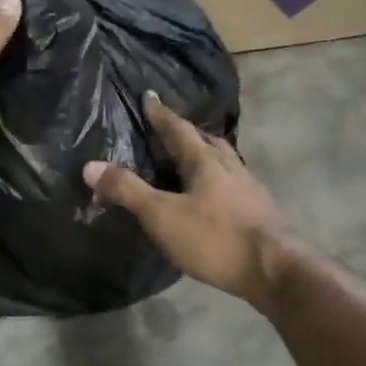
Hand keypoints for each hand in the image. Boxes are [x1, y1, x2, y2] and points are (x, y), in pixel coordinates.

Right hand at [84, 93, 298, 310]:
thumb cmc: (215, 238)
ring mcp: (249, 189)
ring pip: (224, 162)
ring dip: (205, 156)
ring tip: (190, 161)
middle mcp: (230, 167)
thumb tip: (90, 165)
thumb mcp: (161, 215)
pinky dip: (218, 182)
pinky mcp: (260, 212)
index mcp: (205, 161)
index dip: (161, 114)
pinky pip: (233, 185)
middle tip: (170, 130)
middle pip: (206, 141)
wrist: (276, 269)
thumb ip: (127, 190)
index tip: (149, 96)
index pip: (178, 129)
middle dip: (186, 133)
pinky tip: (213, 198)